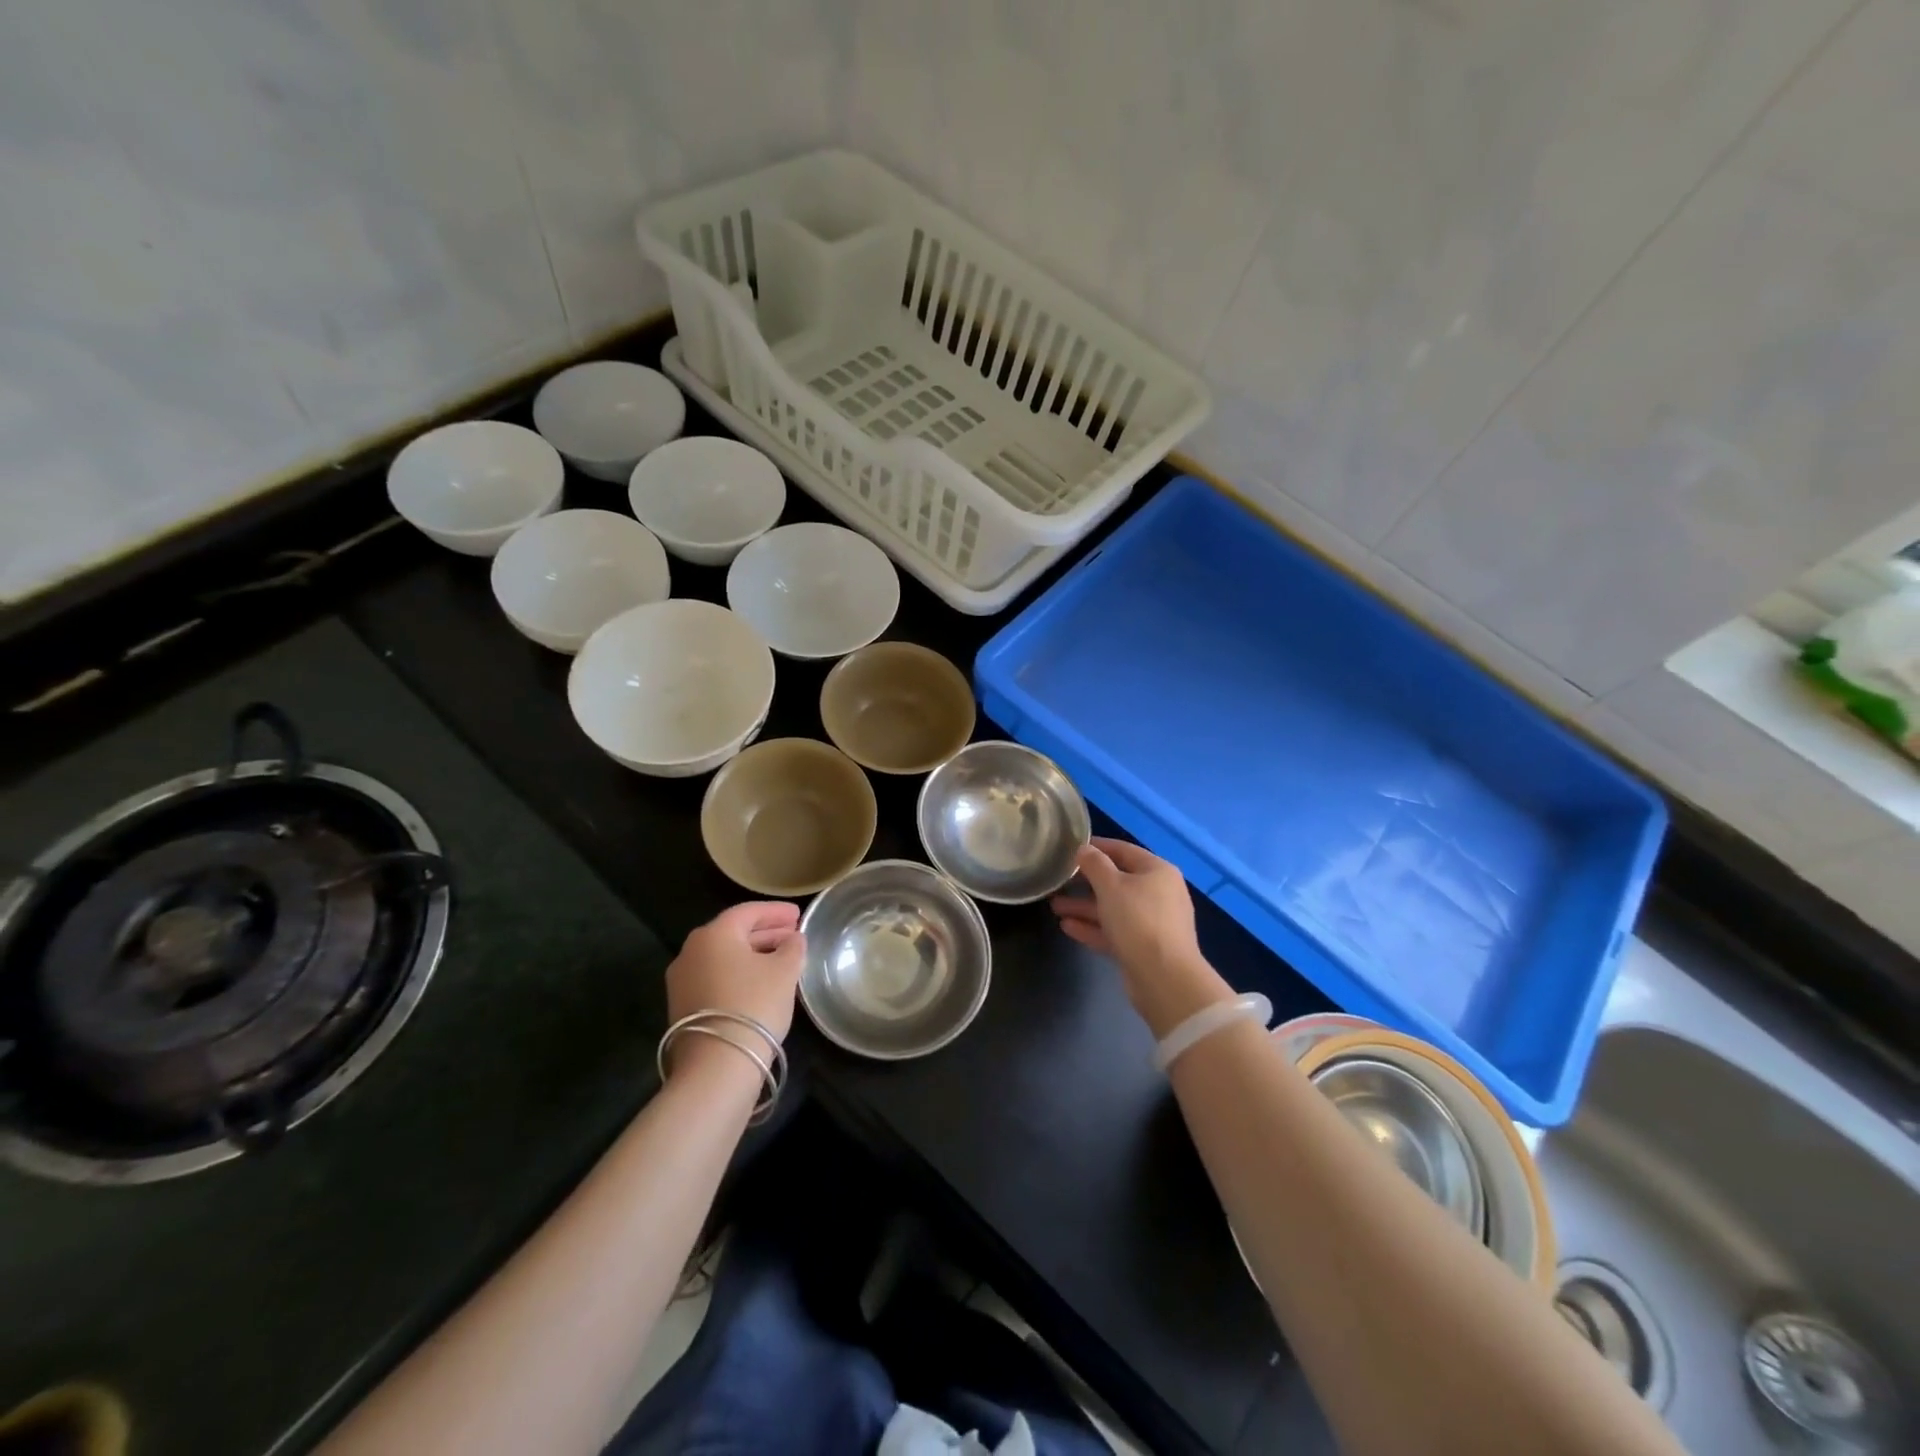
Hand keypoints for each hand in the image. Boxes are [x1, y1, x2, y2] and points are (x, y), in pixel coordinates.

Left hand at [666, 902, 805, 1041]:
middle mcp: (691, 951)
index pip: (748, 911)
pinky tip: (760, 983)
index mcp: (713, 934)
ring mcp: (681, 981)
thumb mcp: (784, 971)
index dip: (776, 911)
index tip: (798, 914)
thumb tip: (793, 939)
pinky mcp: (682, 1007)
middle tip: (793, 935)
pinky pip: (715, 977)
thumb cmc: (754, 1005)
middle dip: (765, 932)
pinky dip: (738, 974)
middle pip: (733, 933)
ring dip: (753, 954)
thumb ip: (792, 948)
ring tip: (781, 959)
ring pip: (723, 957)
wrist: (716, 1066)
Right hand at [1051, 838, 1231, 1038]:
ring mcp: (1153, 922)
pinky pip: (1115, 930)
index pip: (1123, 850)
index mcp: (1157, 871)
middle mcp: (1159, 893)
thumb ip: (1094, 864)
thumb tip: (1084, 849)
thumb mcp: (1111, 885)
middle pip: (1117, 881)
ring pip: (1114, 908)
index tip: (1069, 848)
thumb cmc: (1138, 920)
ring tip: (1054, 906)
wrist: (1164, 978)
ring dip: (1084, 906)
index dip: (1096, 847)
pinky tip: (1067, 927)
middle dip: (1085, 882)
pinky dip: (1093, 927)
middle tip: (1058, 881)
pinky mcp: (1144, 947)